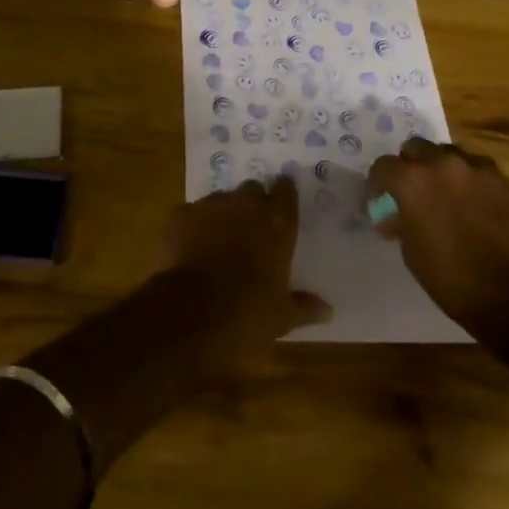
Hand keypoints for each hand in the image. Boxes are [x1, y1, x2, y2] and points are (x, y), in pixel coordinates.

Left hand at [163, 178, 331, 356]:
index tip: (283, 200)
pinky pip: (191, 212)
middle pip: (252, 190)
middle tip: (251, 226)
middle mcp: (245, 205)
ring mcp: (210, 206)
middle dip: (252, 203)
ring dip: (223, 213)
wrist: (188, 314)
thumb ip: (304, 307)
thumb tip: (328, 309)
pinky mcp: (180, 214)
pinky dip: (193, 224)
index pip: (286, 193)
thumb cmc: (245, 315)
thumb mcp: (280, 317)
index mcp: (276, 224)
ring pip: (221, 199)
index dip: (284, 194)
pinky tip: (190, 245)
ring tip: (219, 238)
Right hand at [367, 139, 508, 343]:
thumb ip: (401, 219)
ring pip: (446, 153)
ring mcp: (474, 167)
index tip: (382, 202)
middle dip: (409, 167)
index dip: (378, 185)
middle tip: (413, 193)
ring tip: (445, 194)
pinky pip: (475, 167)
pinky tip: (472, 201)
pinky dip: (467, 177)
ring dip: (439, 169)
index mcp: (412, 181)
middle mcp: (440, 164)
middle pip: (415, 148)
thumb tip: (395, 214)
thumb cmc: (450, 278)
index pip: (383, 166)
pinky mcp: (499, 178)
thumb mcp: (411, 251)